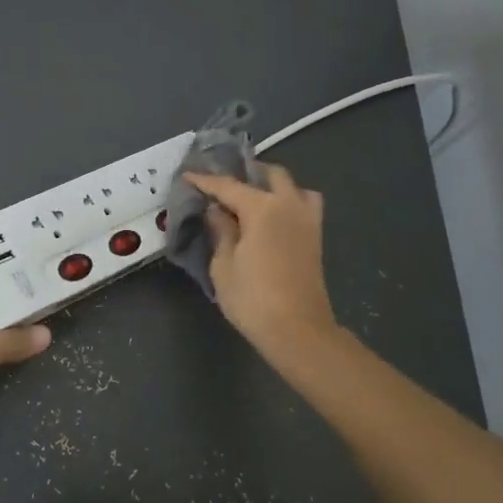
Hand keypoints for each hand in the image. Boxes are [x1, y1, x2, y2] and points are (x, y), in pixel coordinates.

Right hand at [184, 166, 337, 354]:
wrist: (298, 330)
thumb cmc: (252, 298)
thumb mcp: (223, 265)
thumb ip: (221, 231)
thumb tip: (217, 211)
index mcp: (262, 208)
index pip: (228, 186)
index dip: (205, 181)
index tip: (187, 175)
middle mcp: (288, 205)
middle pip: (270, 175)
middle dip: (247, 173)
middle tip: (224, 184)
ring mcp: (307, 220)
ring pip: (293, 187)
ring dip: (273, 185)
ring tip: (253, 197)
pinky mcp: (315, 237)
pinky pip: (304, 205)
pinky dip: (289, 201)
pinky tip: (272, 217)